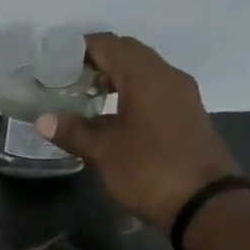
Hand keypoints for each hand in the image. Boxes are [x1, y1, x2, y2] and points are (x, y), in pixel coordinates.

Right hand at [36, 33, 243, 228]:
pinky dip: (130, 95)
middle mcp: (167, 76)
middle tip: (66, 81)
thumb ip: (73, 131)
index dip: (80, 49)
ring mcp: (182, 96)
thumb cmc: (150, 169)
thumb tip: (42, 119)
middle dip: (97, 62)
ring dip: (115, 79)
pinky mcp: (187, 116)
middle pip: (128, 54)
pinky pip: (154, 92)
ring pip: (143, 73)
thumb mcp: (104, 151)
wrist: (206, 204)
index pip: (109, 45)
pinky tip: (112, 117)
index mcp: (146, 76)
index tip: (54, 62)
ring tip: (85, 99)